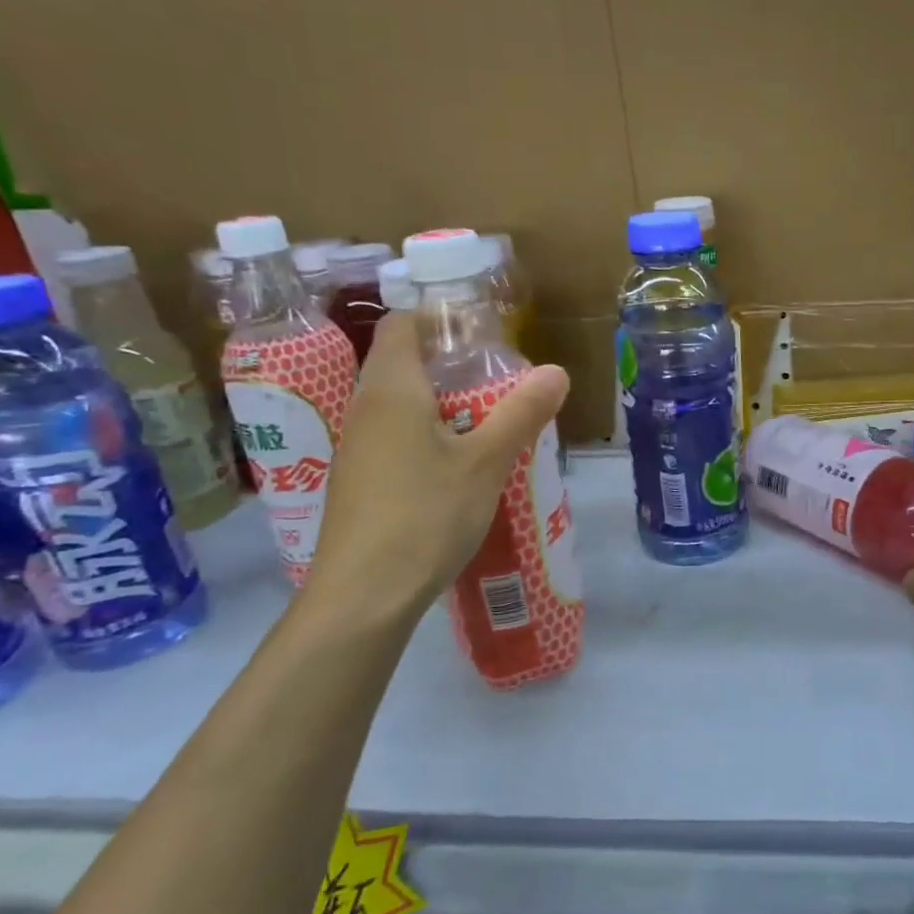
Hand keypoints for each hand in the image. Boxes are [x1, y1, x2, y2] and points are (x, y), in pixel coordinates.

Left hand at [303, 311, 568, 622]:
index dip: (439, 317)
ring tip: (490, 421)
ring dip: (442, 404)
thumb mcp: (486, 462)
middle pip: (403, 363)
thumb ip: (521, 412)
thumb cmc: (424, 515)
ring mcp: (357, 448)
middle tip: (501, 379)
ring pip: (400, 405)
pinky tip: (460, 467)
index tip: (483, 331)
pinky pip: (395, 438)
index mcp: (391, 389)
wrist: (362, 596)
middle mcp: (364, 409)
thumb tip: (556, 371)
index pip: (402, 324)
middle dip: (452, 364)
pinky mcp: (359, 482)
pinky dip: (428, 436)